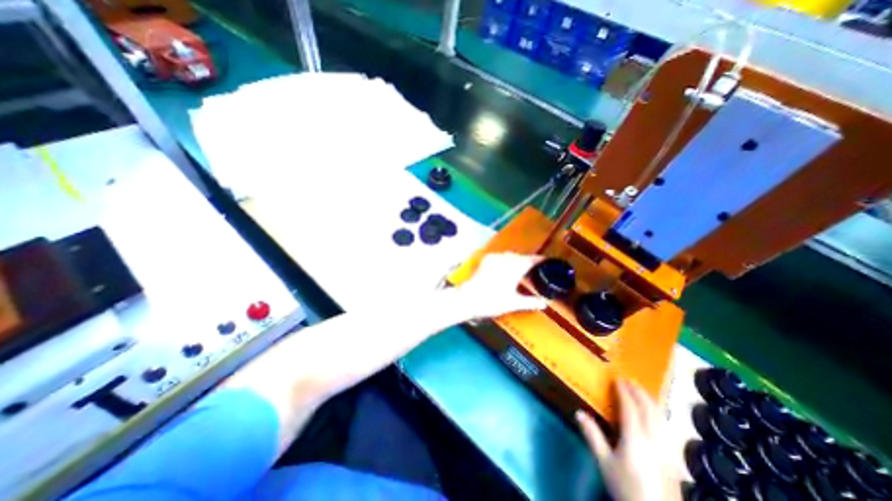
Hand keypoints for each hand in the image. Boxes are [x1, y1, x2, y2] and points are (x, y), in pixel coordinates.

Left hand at [460, 252, 551, 318]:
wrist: (469, 298)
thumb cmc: (493, 301)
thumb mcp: (514, 303)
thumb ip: (530, 302)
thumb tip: (544, 303)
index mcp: (515, 267)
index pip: (532, 260)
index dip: (540, 260)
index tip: (547, 261)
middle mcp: (506, 259)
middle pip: (521, 257)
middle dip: (528, 261)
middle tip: (534, 269)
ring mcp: (494, 258)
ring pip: (510, 255)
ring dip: (516, 260)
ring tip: (520, 269)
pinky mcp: (486, 260)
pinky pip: (500, 256)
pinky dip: (505, 260)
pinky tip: (505, 267)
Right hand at [575, 379, 681, 500]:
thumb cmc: (626, 487)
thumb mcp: (604, 462)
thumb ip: (593, 436)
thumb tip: (579, 412)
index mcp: (635, 437)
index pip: (630, 407)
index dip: (623, 391)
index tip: (617, 379)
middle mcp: (654, 438)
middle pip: (649, 408)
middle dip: (639, 392)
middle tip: (629, 380)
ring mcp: (667, 448)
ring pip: (661, 417)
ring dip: (650, 401)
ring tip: (641, 392)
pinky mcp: (674, 458)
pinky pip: (666, 427)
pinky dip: (659, 414)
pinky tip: (655, 416)